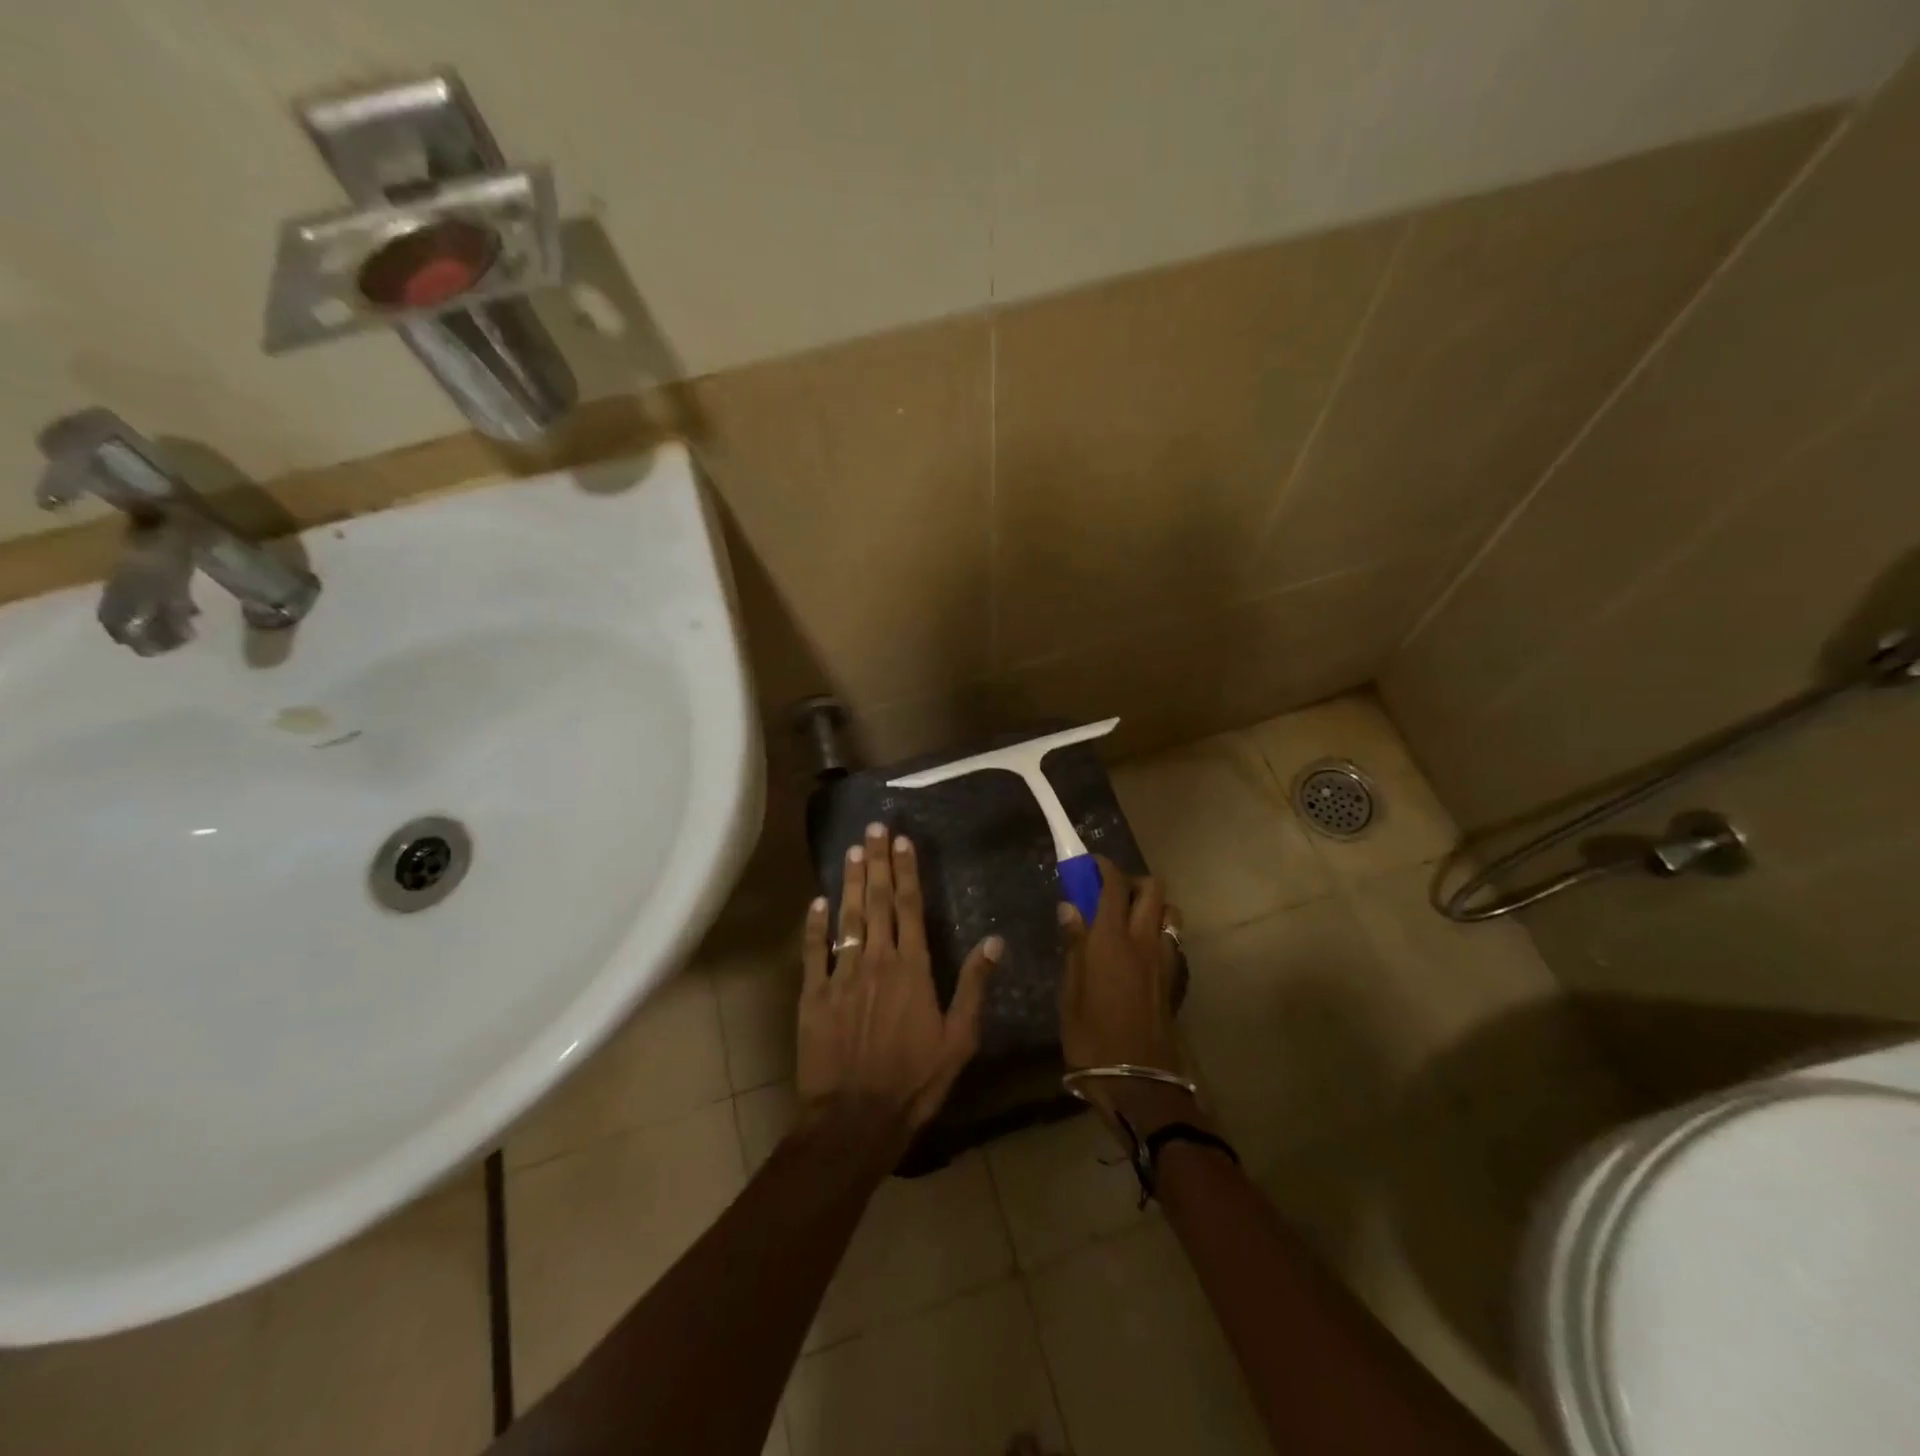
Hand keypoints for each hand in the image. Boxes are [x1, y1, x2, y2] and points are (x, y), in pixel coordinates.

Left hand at [797, 823, 1002, 1139]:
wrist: (855, 1118)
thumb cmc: (914, 1081)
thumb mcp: (959, 1039)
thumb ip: (974, 987)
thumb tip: (994, 942)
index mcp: (912, 969)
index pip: (910, 908)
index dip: (907, 872)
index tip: (902, 842)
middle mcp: (877, 961)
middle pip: (878, 902)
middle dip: (878, 863)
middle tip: (873, 829)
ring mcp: (841, 976)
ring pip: (847, 918)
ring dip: (850, 882)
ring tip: (852, 851)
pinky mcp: (813, 995)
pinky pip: (813, 951)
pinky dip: (815, 924)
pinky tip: (817, 901)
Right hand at [1057, 855, 1201, 1137]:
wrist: (1138, 1081)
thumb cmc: (1092, 1037)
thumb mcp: (1070, 992)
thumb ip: (1073, 945)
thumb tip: (1070, 908)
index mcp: (1111, 939)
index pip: (1114, 884)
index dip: (1103, 866)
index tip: (1089, 863)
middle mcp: (1144, 940)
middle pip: (1153, 888)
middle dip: (1133, 880)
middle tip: (1110, 893)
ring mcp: (1166, 959)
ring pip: (1169, 911)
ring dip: (1151, 905)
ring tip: (1128, 920)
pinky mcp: (1176, 979)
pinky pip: (1173, 939)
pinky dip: (1160, 931)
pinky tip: (1141, 951)